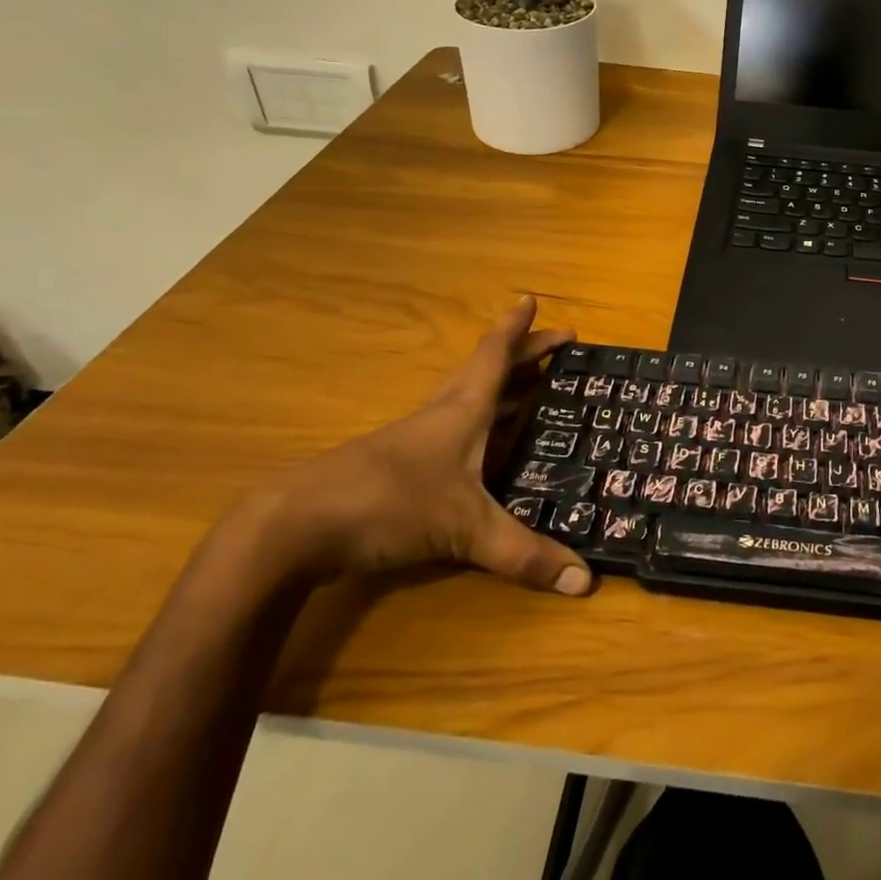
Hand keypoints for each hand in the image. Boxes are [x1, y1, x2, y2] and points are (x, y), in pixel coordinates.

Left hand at [253, 298, 591, 595]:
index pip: (495, 355)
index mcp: (463, 410)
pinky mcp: (400, 469)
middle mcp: (442, 415)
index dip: (518, 328)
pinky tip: (488, 449)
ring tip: (532, 386)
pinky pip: (454, 432)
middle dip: (523, 355)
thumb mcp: (465, 529)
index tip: (531, 298)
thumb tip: (585, 581)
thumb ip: (524, 555)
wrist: (295, 527)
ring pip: (469, 400)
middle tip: (557, 345)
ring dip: (502, 387)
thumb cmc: (390, 503)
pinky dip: (482, 426)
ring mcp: (417, 441)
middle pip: (487, 371)